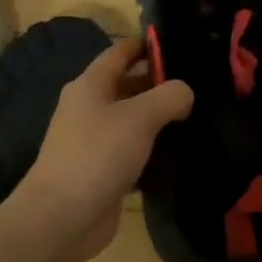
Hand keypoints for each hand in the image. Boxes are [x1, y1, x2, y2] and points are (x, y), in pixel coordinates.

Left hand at [11, 37, 193, 261]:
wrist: (61, 218)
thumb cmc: (97, 155)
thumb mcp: (139, 117)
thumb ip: (169, 96)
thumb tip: (185, 92)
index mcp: (91, 85)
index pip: (120, 52)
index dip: (147, 45)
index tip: (180, 44)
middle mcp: (90, 108)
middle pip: (129, 85)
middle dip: (160, 83)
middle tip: (200, 84)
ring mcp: (94, 141)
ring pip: (133, 120)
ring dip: (160, 118)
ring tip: (199, 115)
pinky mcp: (103, 170)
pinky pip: (133, 150)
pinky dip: (154, 149)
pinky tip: (180, 152)